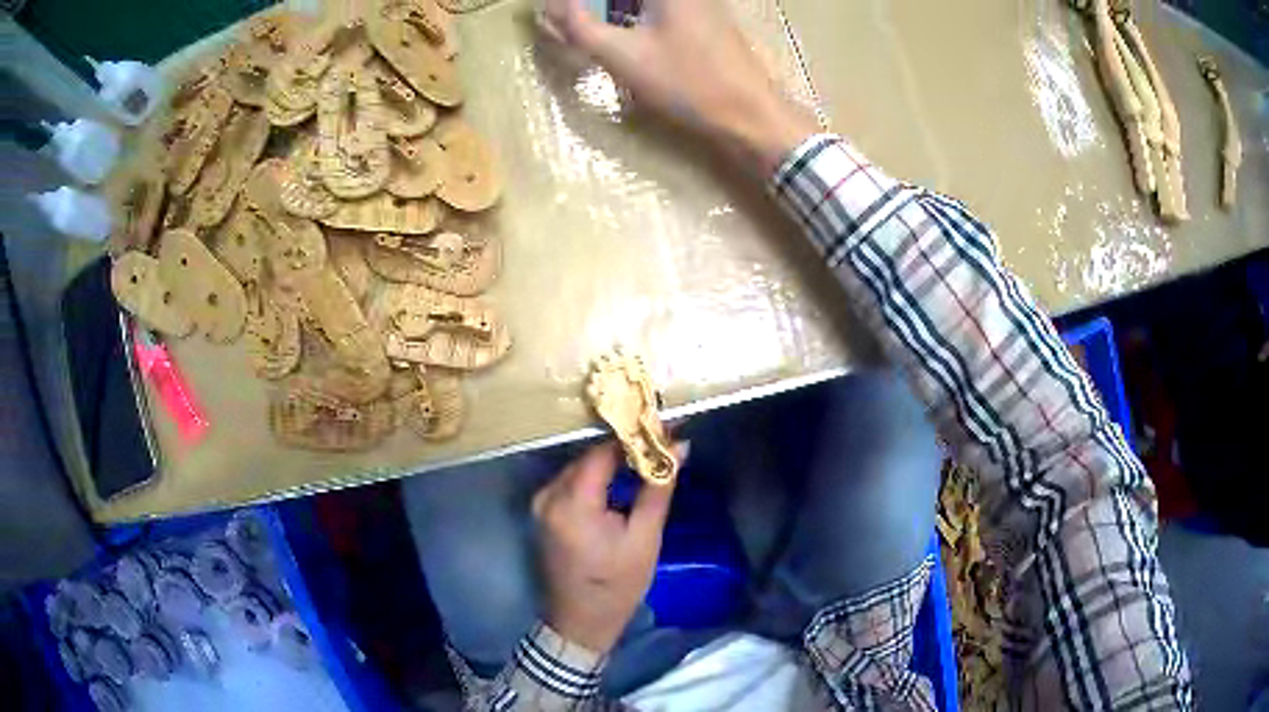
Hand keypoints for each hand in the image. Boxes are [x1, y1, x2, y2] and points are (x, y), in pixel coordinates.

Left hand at [532, 442, 682, 653]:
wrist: (581, 622)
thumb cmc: (616, 585)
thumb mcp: (645, 537)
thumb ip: (658, 487)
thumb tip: (680, 446)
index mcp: (571, 503)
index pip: (602, 451)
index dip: (634, 436)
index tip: (664, 428)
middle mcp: (548, 495)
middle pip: (589, 456)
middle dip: (625, 448)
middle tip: (661, 443)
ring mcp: (541, 503)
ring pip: (581, 467)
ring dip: (611, 462)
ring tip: (647, 459)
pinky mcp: (543, 511)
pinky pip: (572, 482)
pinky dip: (597, 478)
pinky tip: (621, 481)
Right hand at [540, 0, 817, 171]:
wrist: (750, 114)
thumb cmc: (687, 83)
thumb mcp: (622, 55)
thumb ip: (579, 26)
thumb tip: (548, 7)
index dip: (579, 4)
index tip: (560, 14)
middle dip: (595, 7)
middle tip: (572, 22)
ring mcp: (700, 2)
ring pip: (640, 2)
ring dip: (613, 9)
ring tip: (589, 26)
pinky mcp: (705, 17)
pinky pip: (660, 8)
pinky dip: (633, 13)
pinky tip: (623, 33)